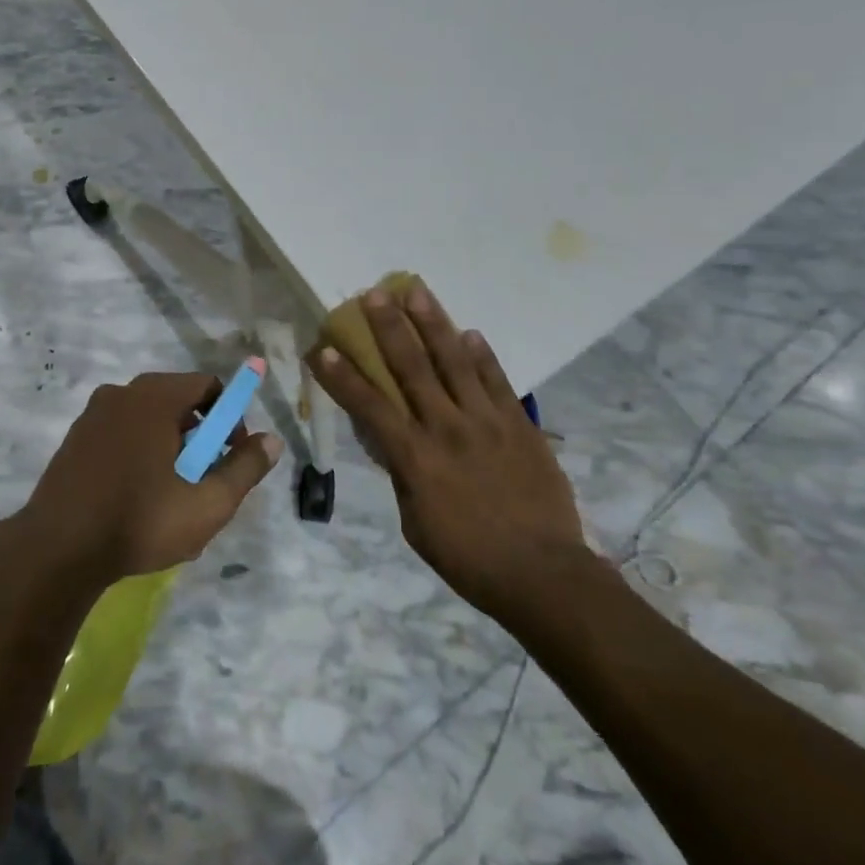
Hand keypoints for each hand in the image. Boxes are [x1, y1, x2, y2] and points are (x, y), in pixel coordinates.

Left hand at [20, 372, 282, 582]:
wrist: (56, 551)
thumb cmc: (139, 521)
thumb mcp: (207, 503)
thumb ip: (245, 468)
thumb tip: (273, 440)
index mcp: (154, 396)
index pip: (208, 386)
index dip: (230, 419)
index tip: (228, 459)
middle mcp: (122, 393)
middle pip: (179, 402)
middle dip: (199, 439)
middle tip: (202, 484)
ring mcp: (93, 415)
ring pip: (149, 421)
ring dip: (170, 450)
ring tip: (171, 499)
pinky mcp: (75, 439)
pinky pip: (122, 434)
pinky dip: (139, 455)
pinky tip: (137, 500)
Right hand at [308, 281, 590, 621]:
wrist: (542, 573)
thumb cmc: (468, 557)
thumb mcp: (415, 522)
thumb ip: (402, 473)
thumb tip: (391, 441)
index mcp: (415, 457)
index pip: (369, 406)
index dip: (342, 376)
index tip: (322, 347)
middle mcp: (447, 428)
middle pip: (411, 367)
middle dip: (388, 327)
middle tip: (372, 293)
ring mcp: (486, 421)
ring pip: (454, 361)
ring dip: (433, 323)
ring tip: (416, 291)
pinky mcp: (519, 424)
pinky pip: (498, 380)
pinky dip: (483, 355)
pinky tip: (471, 332)